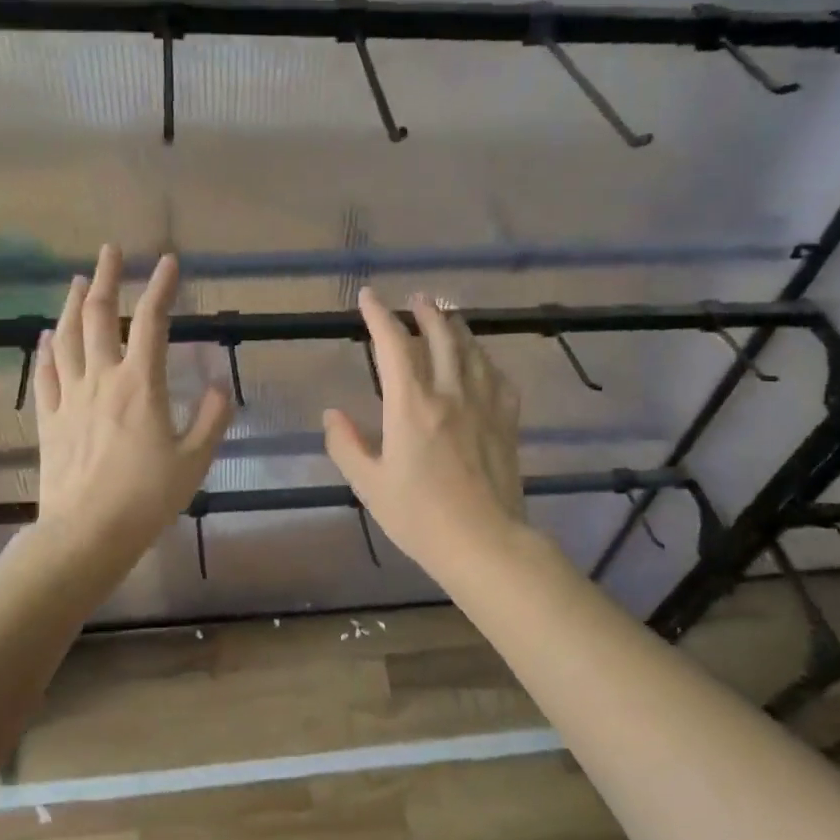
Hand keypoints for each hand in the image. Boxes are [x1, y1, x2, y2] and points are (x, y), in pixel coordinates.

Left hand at [33, 246, 232, 561]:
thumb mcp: (194, 461)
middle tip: (110, 252)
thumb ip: (211, 420)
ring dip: (71, 304)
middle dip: (106, 278)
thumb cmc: (147, 498)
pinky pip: (45, 375)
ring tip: (77, 280)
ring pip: (66, 338)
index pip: (151, 322)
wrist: (87, 532)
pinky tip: (47, 336)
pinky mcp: (49, 419)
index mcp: (140, 385)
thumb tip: (219, 387)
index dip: (160, 287)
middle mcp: (102, 380)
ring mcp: (70, 398)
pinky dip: (46, 350)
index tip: (168, 262)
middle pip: (98, 316)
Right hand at [323, 289, 526, 576]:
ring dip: (457, 326)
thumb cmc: (419, 517)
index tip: (368, 297)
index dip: (379, 316)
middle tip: (416, 298)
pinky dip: (486, 360)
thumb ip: (346, 445)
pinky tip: (483, 362)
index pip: (394, 345)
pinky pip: (498, 378)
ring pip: (473, 350)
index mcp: (411, 405)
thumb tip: (332, 413)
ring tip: (448, 315)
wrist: (484, 542)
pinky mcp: (507, 422)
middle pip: (441, 336)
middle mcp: (450, 394)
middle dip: (425, 311)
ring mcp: (484, 405)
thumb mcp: (369, 485)